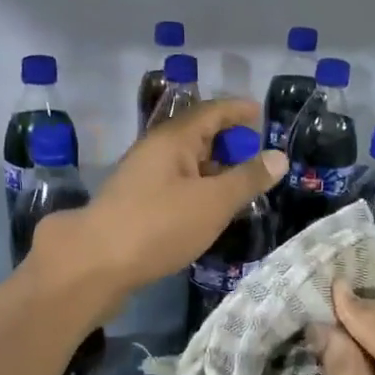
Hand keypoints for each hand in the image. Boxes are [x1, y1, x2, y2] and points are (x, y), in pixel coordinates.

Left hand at [30, 98, 285, 302]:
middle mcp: (154, 150)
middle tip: (256, 157)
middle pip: (196, 135)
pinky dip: (197, 189)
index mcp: (173, 139)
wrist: (95, 264)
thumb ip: (247, 179)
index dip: (238, 110)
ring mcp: (141, 177)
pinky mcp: (134, 203)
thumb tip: (278, 156)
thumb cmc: (159, 226)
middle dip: (227, 142)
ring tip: (240, 186)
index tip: (260, 114)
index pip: (211, 111)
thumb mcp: (213, 202)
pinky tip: (208, 210)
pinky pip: (174, 185)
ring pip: (185, 163)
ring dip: (212, 169)